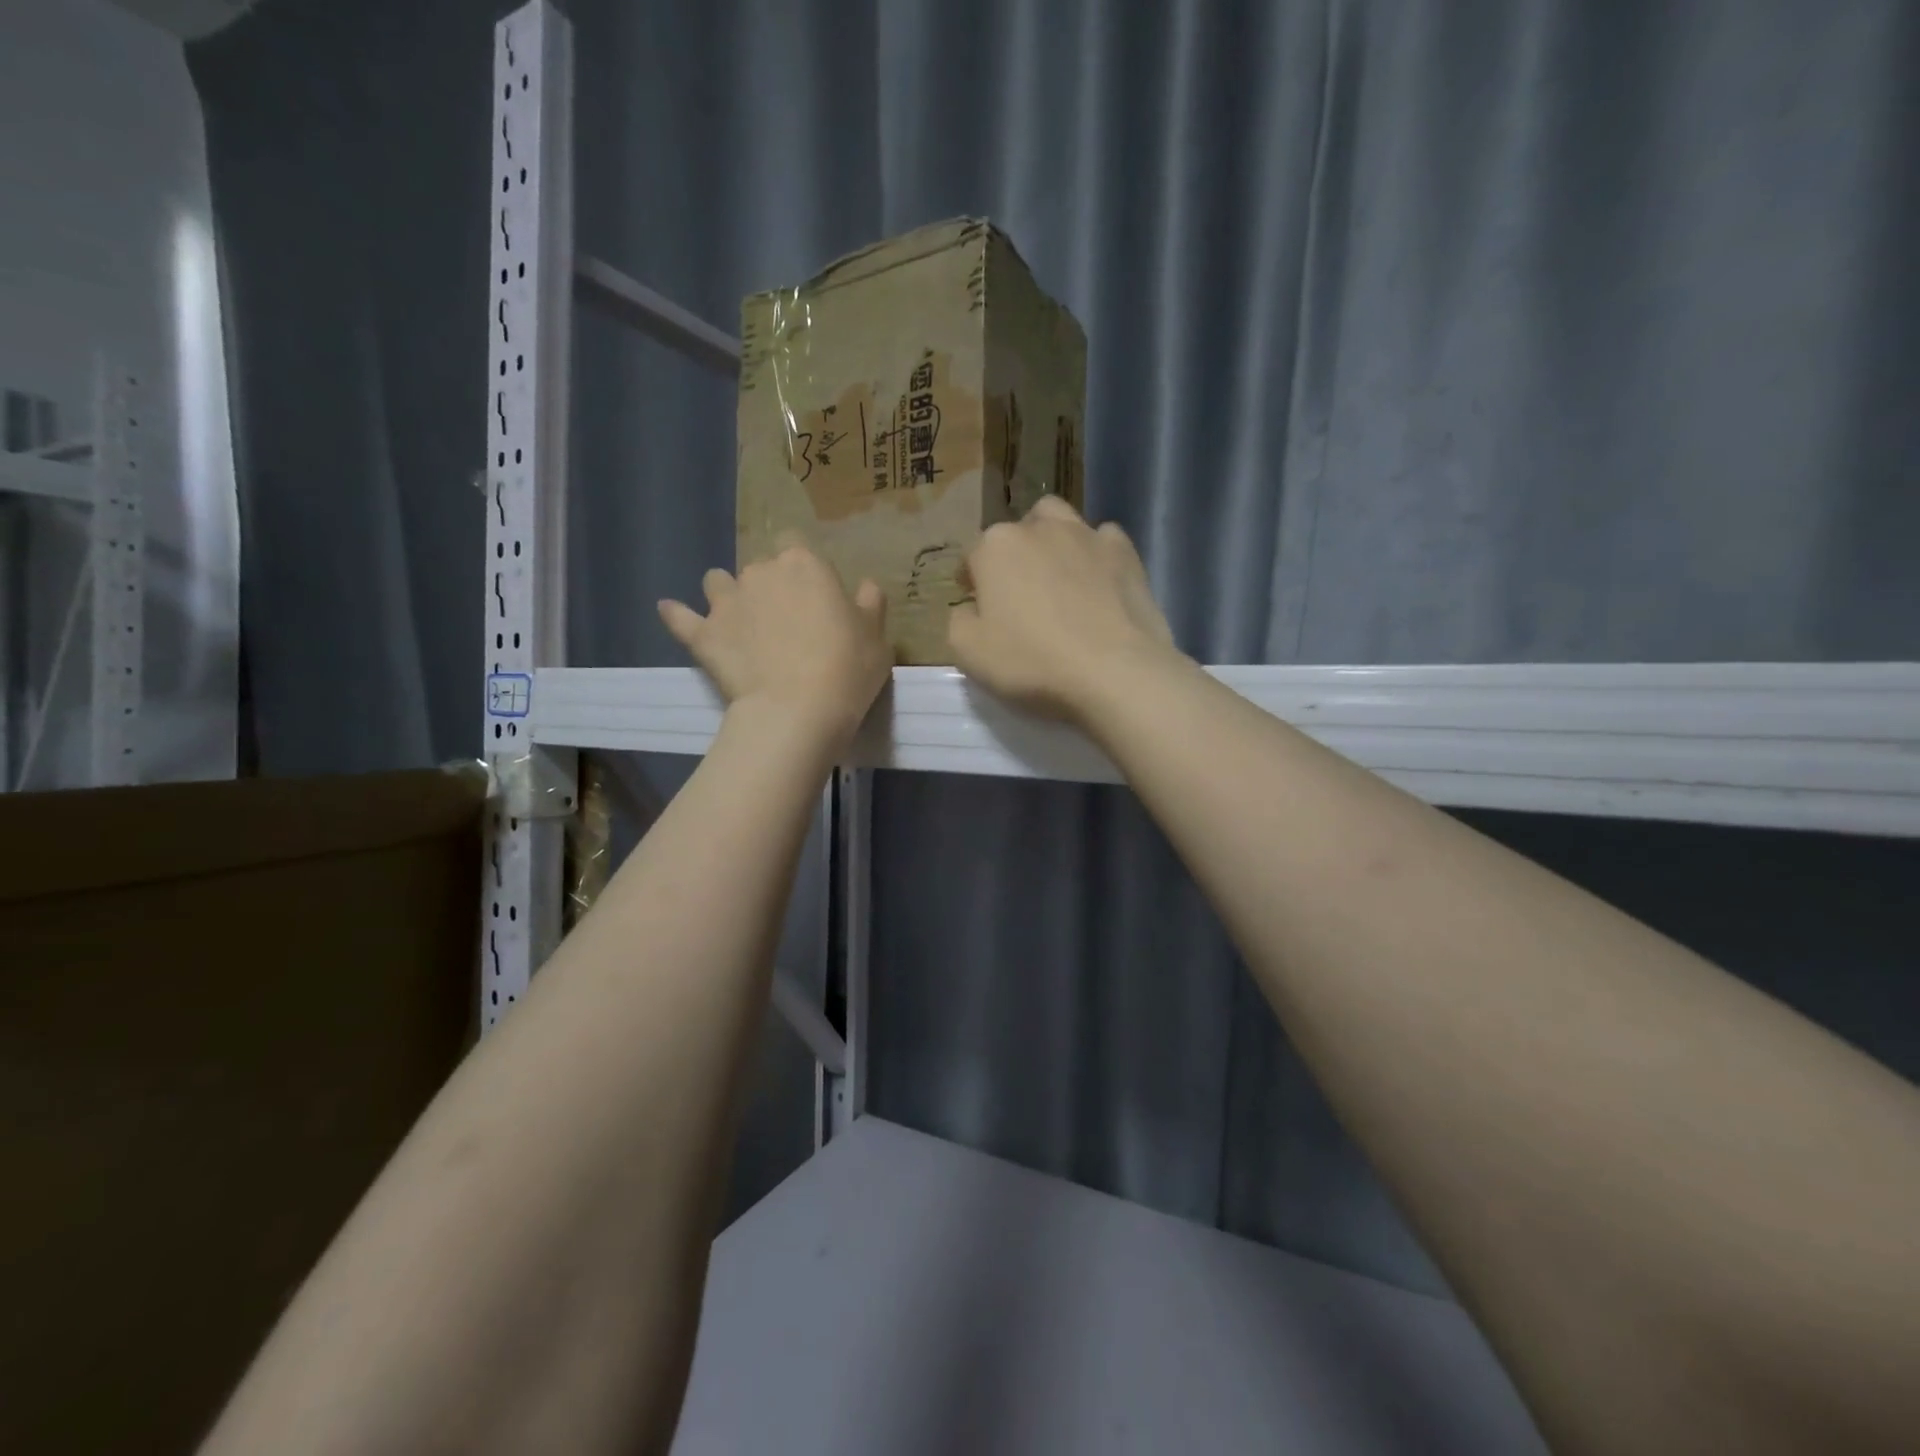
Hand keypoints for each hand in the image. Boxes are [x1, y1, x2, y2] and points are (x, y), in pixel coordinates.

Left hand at [659, 544, 891, 746]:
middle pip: (760, 567)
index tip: (814, 593)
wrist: (797, 712)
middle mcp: (760, 572)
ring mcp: (726, 602)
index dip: (803, 567)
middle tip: (784, 621)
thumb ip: (870, 605)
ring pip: (716, 581)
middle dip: (769, 586)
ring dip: (726, 594)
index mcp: (805, 565)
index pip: (796, 543)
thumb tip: (865, 586)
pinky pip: (679, 617)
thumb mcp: (877, 639)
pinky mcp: (703, 634)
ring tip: (738, 619)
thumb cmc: (847, 670)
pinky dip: (677, 614)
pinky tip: (672, 611)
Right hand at [948, 495, 1180, 723]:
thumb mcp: (968, 653)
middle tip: (1019, 592)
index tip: (978, 606)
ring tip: (1058, 576)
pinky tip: (1098, 582)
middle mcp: (1039, 528)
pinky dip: (1096, 553)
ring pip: (1060, 521)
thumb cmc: (1032, 663)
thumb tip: (970, 608)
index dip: (972, 582)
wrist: (1115, 673)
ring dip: (1052, 540)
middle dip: (1012, 554)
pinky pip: (1103, 539)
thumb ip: (959, 621)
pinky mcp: (1125, 552)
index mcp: (995, 547)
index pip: (972, 557)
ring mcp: (1086, 535)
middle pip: (1017, 532)